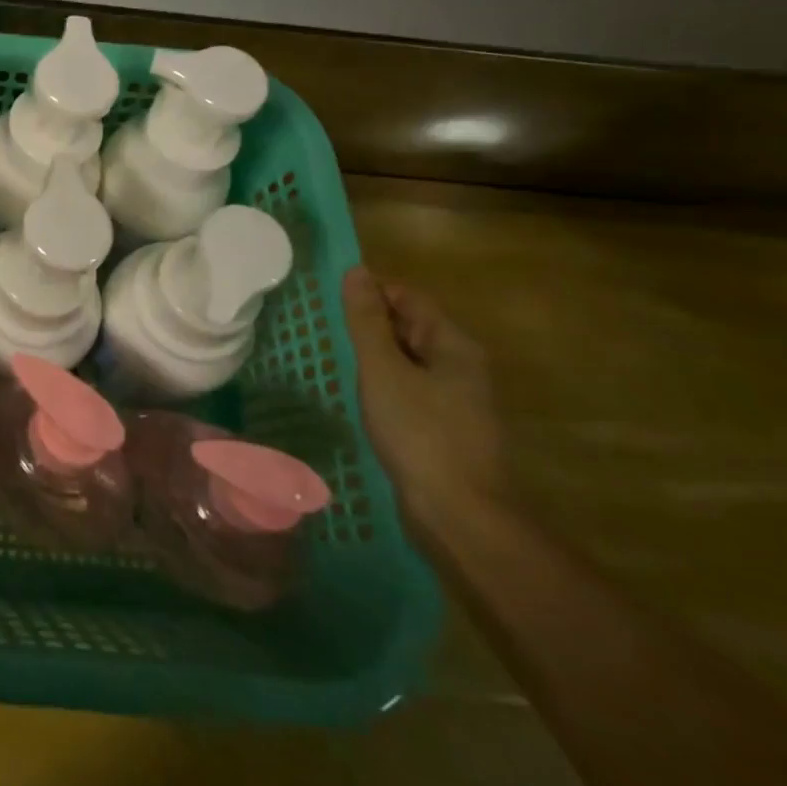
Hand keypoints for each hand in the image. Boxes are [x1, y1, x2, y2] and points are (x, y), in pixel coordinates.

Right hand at [343, 266, 507, 538]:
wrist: (458, 514)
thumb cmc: (419, 432)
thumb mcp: (383, 368)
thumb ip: (367, 320)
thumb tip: (356, 271)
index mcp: (453, 344)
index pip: (409, 297)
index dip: (371, 292)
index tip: (330, 300)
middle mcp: (461, 365)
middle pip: (410, 326)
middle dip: (369, 323)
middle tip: (326, 328)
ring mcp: (455, 398)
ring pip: (407, 359)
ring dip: (373, 354)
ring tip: (334, 358)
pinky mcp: (443, 426)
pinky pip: (408, 387)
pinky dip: (382, 382)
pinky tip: (358, 394)